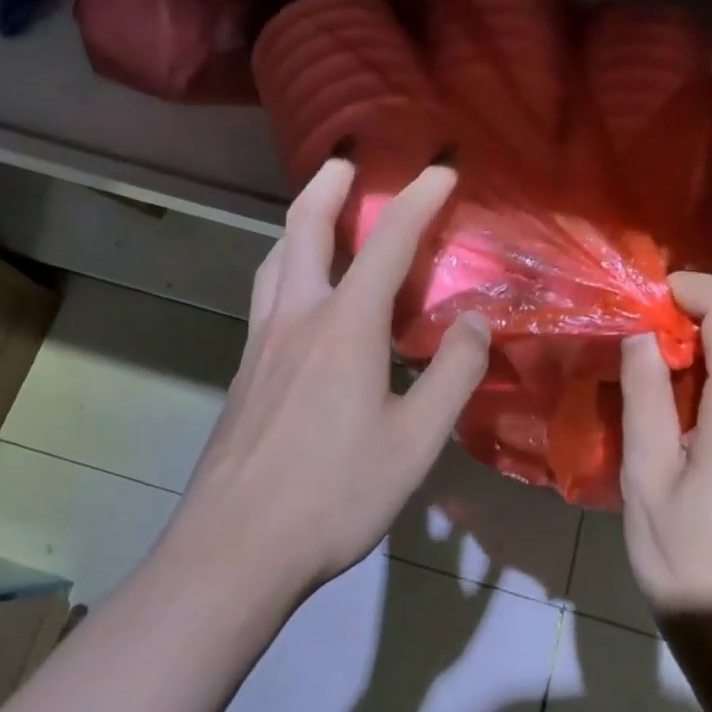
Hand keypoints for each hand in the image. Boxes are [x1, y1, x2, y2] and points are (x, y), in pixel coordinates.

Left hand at [174, 159, 491, 596]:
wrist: (233, 550)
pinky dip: (287, 265)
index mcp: (345, 325)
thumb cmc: (333, 494)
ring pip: (275, 258)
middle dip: (329, 184)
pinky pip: (267, 294)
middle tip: (347, 160)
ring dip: (299, 222)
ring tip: (319, 214)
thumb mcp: (415, 442)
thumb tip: (477, 323)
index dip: (419, 197)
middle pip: (304, 227)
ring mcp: (261, 342)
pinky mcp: (244, 371)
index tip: (442, 168)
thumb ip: (453, 375)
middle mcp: (296, 316)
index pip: (388, 241)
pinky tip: (301, 295)